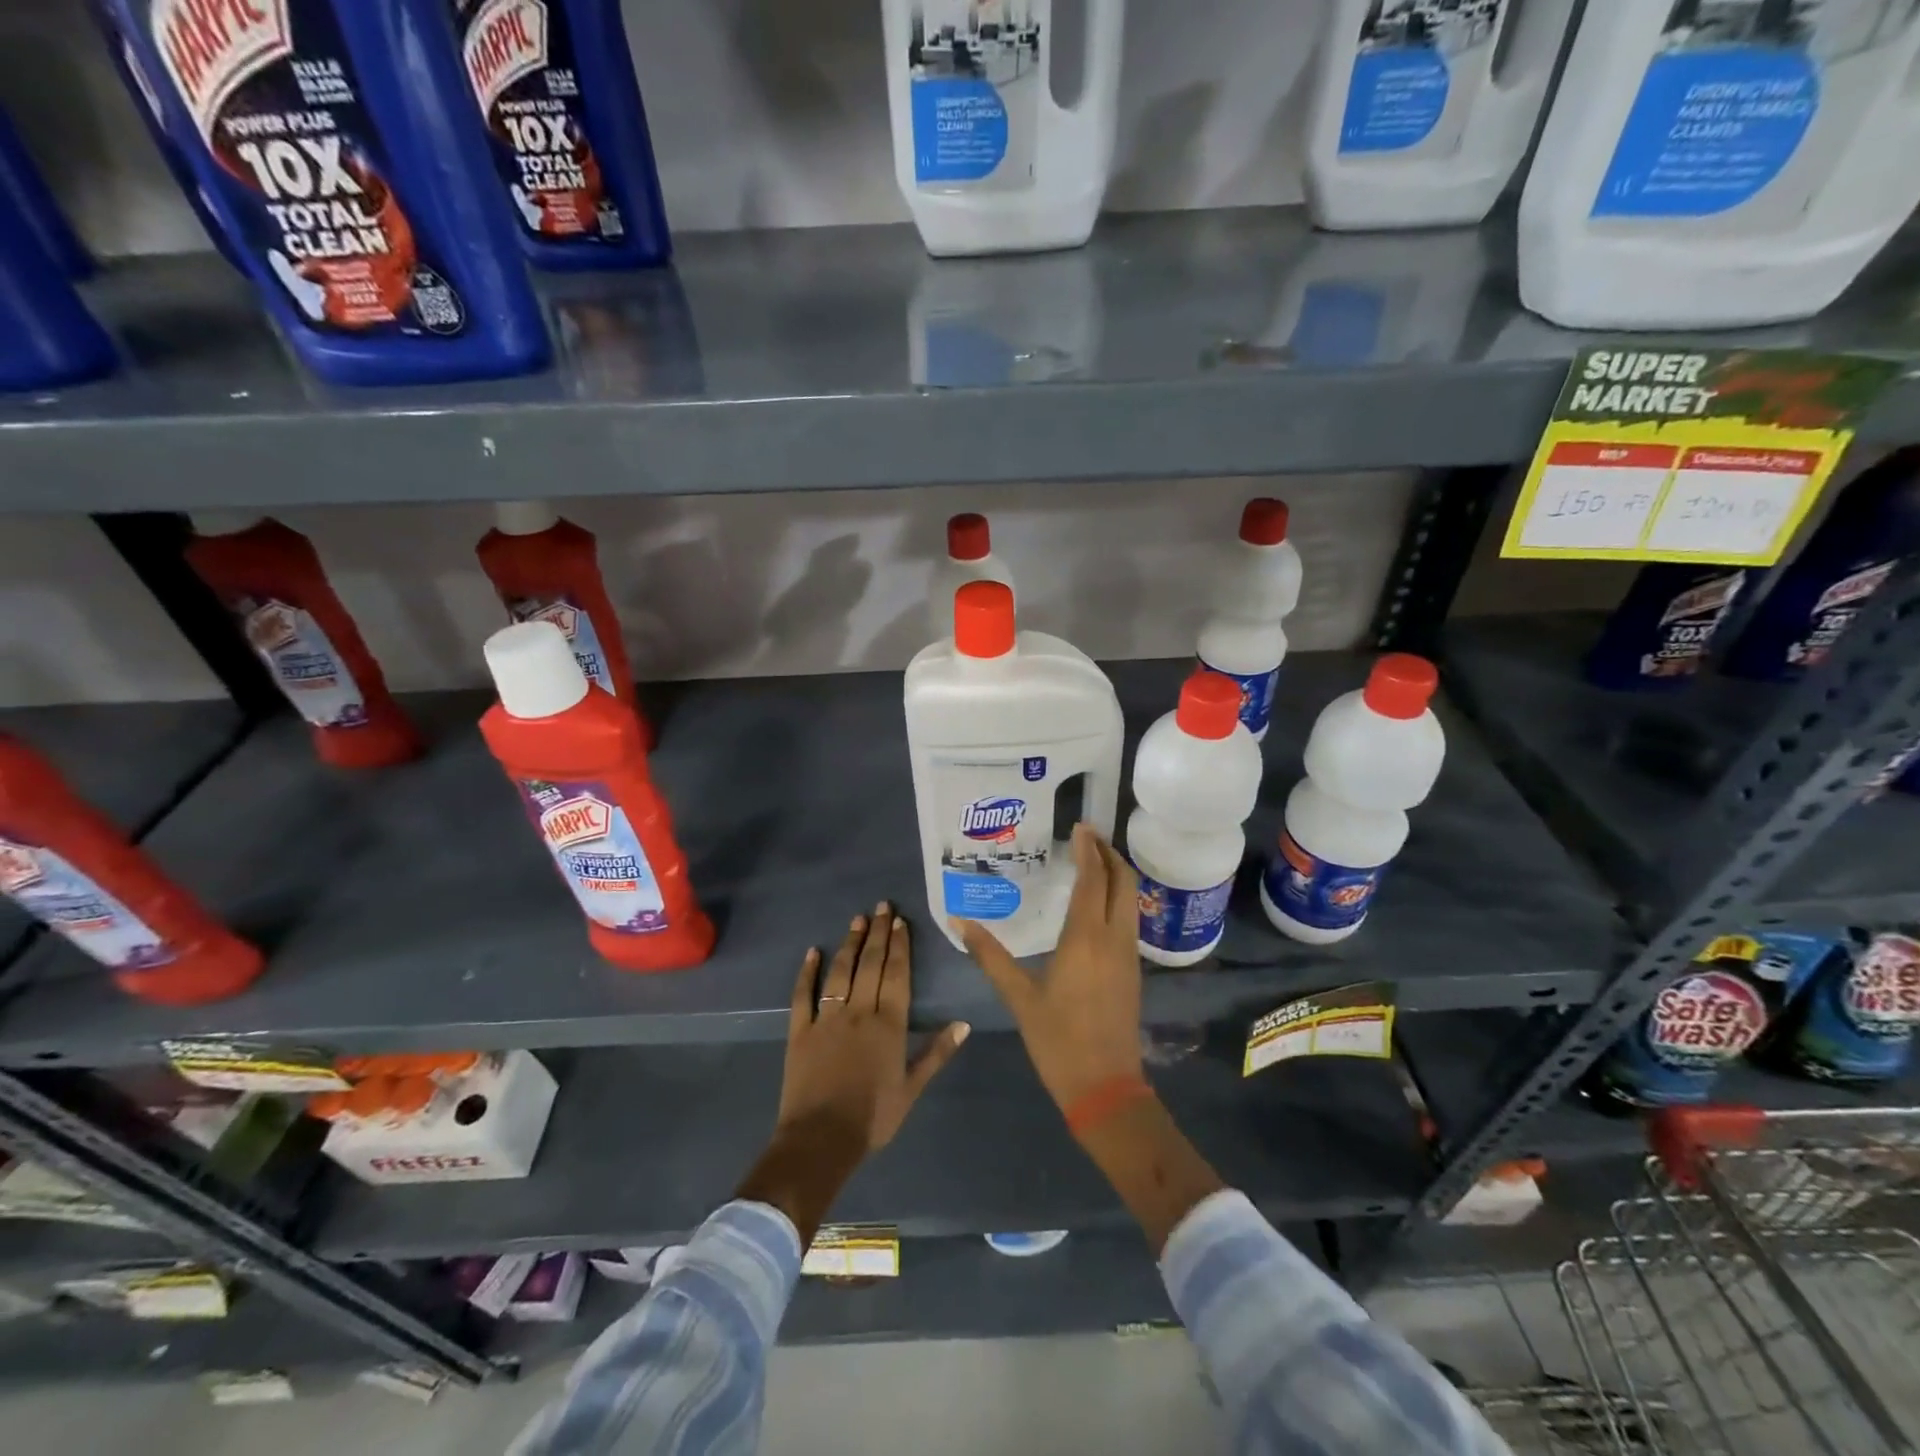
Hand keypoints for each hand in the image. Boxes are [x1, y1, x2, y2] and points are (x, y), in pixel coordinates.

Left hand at [739, 903, 968, 1241]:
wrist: (820, 1140)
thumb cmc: (872, 1118)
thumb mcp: (912, 1090)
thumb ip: (937, 1053)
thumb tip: (964, 1024)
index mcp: (889, 1025)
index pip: (897, 975)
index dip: (900, 947)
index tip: (901, 922)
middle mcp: (859, 1012)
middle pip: (871, 964)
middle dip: (878, 933)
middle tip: (882, 906)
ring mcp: (827, 1018)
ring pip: (840, 972)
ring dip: (850, 943)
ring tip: (857, 919)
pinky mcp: (800, 1030)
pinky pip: (803, 994)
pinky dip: (807, 972)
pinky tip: (813, 952)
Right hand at [955, 824, 1143, 1110]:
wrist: (1105, 1088)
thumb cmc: (1058, 1041)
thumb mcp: (1019, 997)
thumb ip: (990, 957)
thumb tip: (960, 923)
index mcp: (1086, 938)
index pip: (1094, 879)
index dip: (1089, 849)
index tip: (1080, 826)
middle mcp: (1114, 938)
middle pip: (1123, 881)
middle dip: (1110, 853)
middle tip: (1089, 835)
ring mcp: (1128, 954)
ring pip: (1131, 899)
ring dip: (1117, 873)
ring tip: (1093, 860)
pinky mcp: (1133, 970)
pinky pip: (1130, 918)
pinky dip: (1119, 896)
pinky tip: (1099, 902)